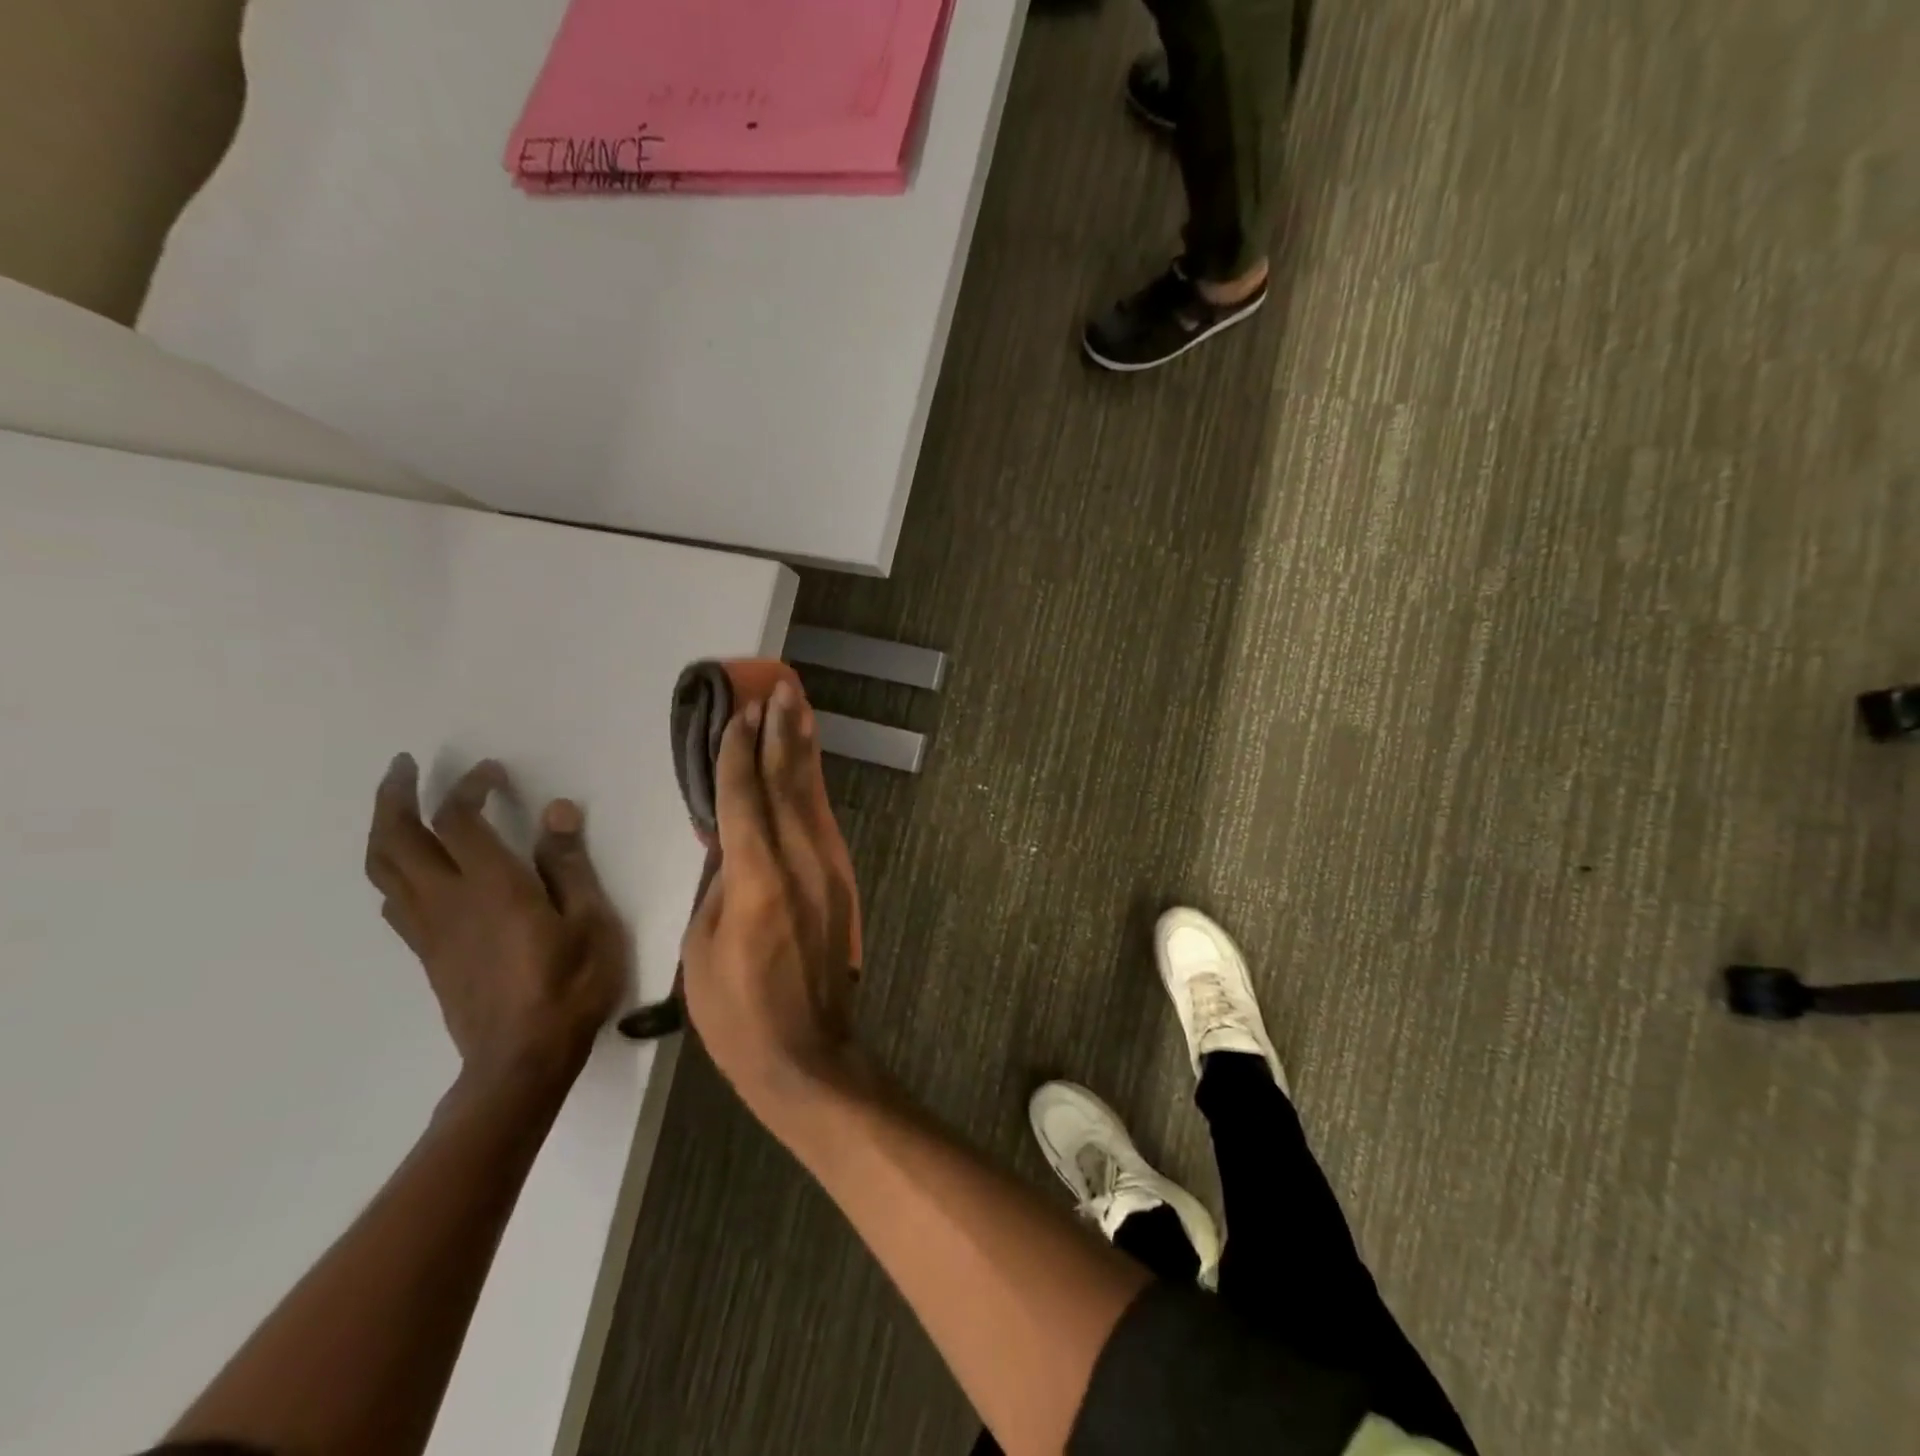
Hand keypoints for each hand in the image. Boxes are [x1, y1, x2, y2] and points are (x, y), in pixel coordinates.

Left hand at [364, 755, 627, 1092]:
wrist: (522, 1060)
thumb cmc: (570, 986)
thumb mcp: (591, 922)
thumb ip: (569, 865)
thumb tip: (555, 811)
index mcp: (492, 887)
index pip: (460, 820)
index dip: (470, 787)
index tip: (491, 771)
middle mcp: (448, 900)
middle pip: (398, 838)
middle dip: (395, 796)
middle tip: (404, 767)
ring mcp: (430, 929)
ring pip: (384, 869)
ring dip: (383, 829)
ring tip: (397, 806)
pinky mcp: (427, 953)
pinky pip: (394, 900)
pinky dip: (394, 869)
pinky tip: (413, 868)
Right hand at [681, 683, 856, 1112]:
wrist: (806, 1052)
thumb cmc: (737, 1011)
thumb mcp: (703, 947)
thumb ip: (719, 884)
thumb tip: (730, 842)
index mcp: (757, 878)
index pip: (743, 799)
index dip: (737, 753)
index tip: (737, 713)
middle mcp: (799, 861)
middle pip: (786, 784)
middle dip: (779, 734)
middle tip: (777, 689)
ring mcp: (827, 870)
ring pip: (812, 796)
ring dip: (803, 750)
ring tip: (799, 709)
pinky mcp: (840, 882)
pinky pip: (822, 821)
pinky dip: (814, 787)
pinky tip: (809, 767)